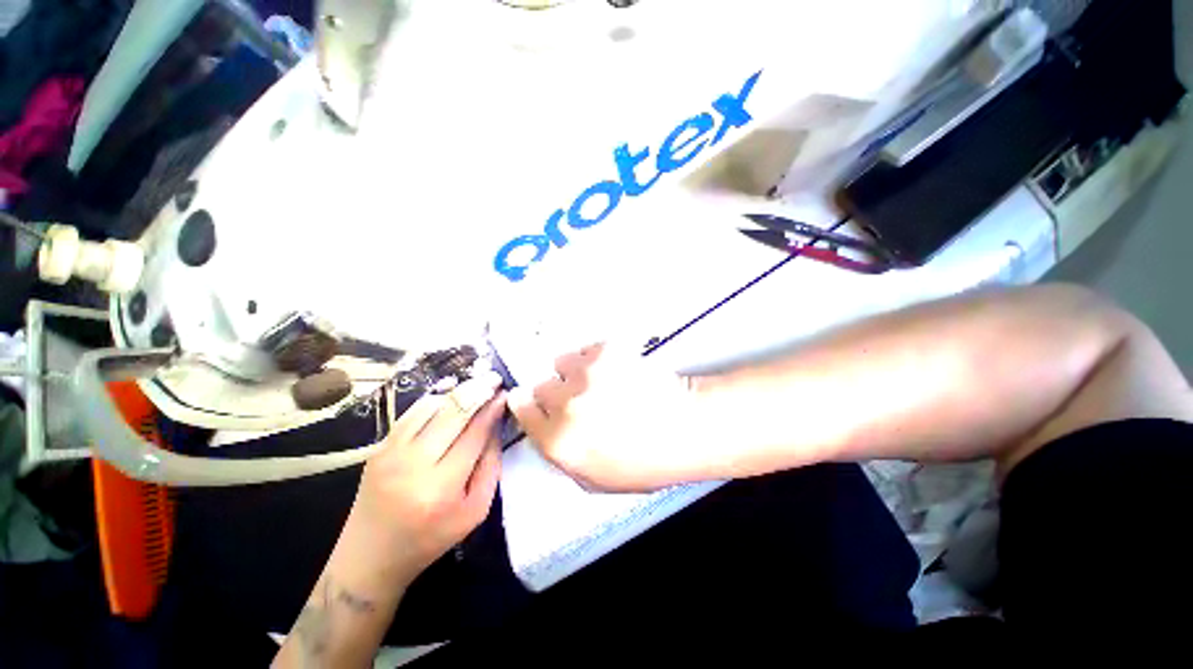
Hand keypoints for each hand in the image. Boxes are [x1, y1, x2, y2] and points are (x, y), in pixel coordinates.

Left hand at [347, 373, 505, 576]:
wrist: (369, 557)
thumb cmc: (430, 538)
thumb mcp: (475, 511)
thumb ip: (491, 466)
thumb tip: (496, 426)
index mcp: (442, 487)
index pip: (474, 433)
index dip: (492, 408)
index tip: (505, 393)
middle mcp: (413, 464)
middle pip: (453, 412)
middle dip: (478, 390)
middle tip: (494, 378)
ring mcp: (390, 453)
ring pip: (431, 406)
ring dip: (456, 392)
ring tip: (475, 385)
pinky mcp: (378, 448)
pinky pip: (411, 414)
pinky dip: (434, 401)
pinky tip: (449, 397)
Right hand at [507, 343, 708, 491]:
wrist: (684, 427)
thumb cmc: (644, 462)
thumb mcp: (593, 478)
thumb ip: (559, 452)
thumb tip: (545, 427)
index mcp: (558, 441)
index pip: (522, 408)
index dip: (529, 405)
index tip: (536, 403)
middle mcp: (565, 403)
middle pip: (541, 385)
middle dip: (557, 393)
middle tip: (580, 399)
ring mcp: (586, 373)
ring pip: (563, 363)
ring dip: (576, 373)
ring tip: (601, 383)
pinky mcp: (606, 351)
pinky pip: (586, 349)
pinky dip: (595, 359)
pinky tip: (616, 371)